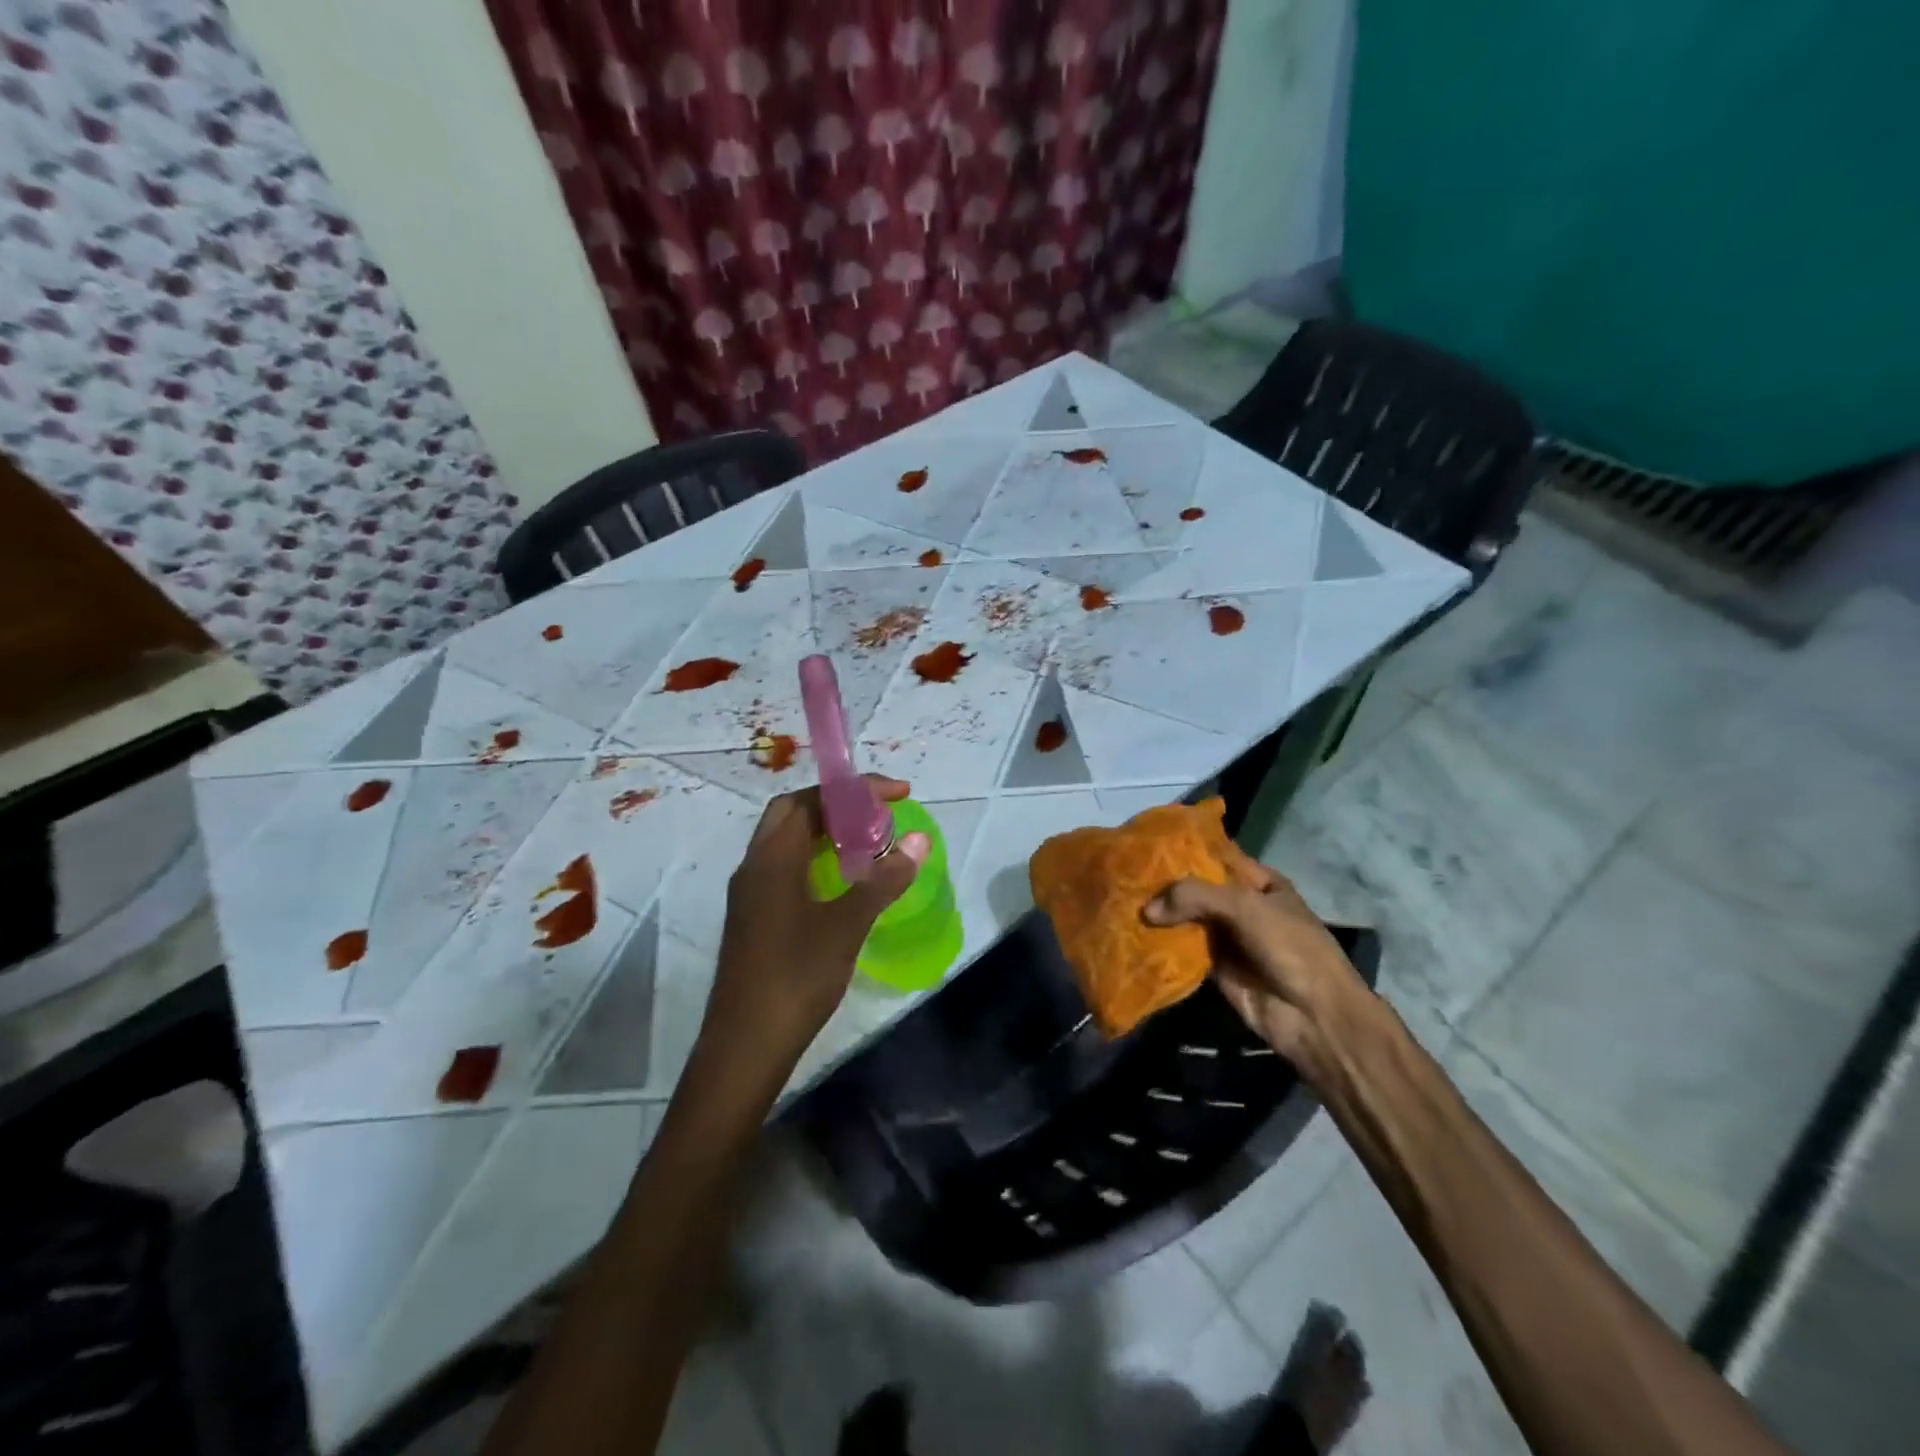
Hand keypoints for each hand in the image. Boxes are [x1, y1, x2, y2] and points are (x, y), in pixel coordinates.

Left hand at [700, 775, 930, 1078]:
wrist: (746, 1045)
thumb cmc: (796, 977)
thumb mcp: (847, 925)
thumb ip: (883, 880)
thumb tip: (919, 841)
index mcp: (772, 858)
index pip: (810, 800)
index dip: (854, 790)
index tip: (898, 794)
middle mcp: (754, 866)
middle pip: (793, 814)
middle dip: (837, 805)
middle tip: (879, 816)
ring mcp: (749, 894)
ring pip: (786, 842)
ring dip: (825, 833)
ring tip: (868, 843)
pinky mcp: (753, 919)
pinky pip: (784, 869)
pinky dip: (815, 860)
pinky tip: (842, 883)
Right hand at [1142, 848, 1372, 1087]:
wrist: (1313, 1016)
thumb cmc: (1290, 947)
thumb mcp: (1245, 907)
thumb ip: (1195, 896)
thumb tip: (1146, 910)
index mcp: (1257, 881)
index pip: (1214, 855)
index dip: (1182, 848)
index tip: (1142, 842)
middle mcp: (1239, 904)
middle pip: (1194, 887)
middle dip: (1162, 882)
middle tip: (1120, 873)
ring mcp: (1225, 936)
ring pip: (1184, 918)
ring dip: (1157, 914)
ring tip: (1117, 900)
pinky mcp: (1212, 966)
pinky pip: (1181, 949)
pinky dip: (1159, 943)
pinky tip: (1129, 933)